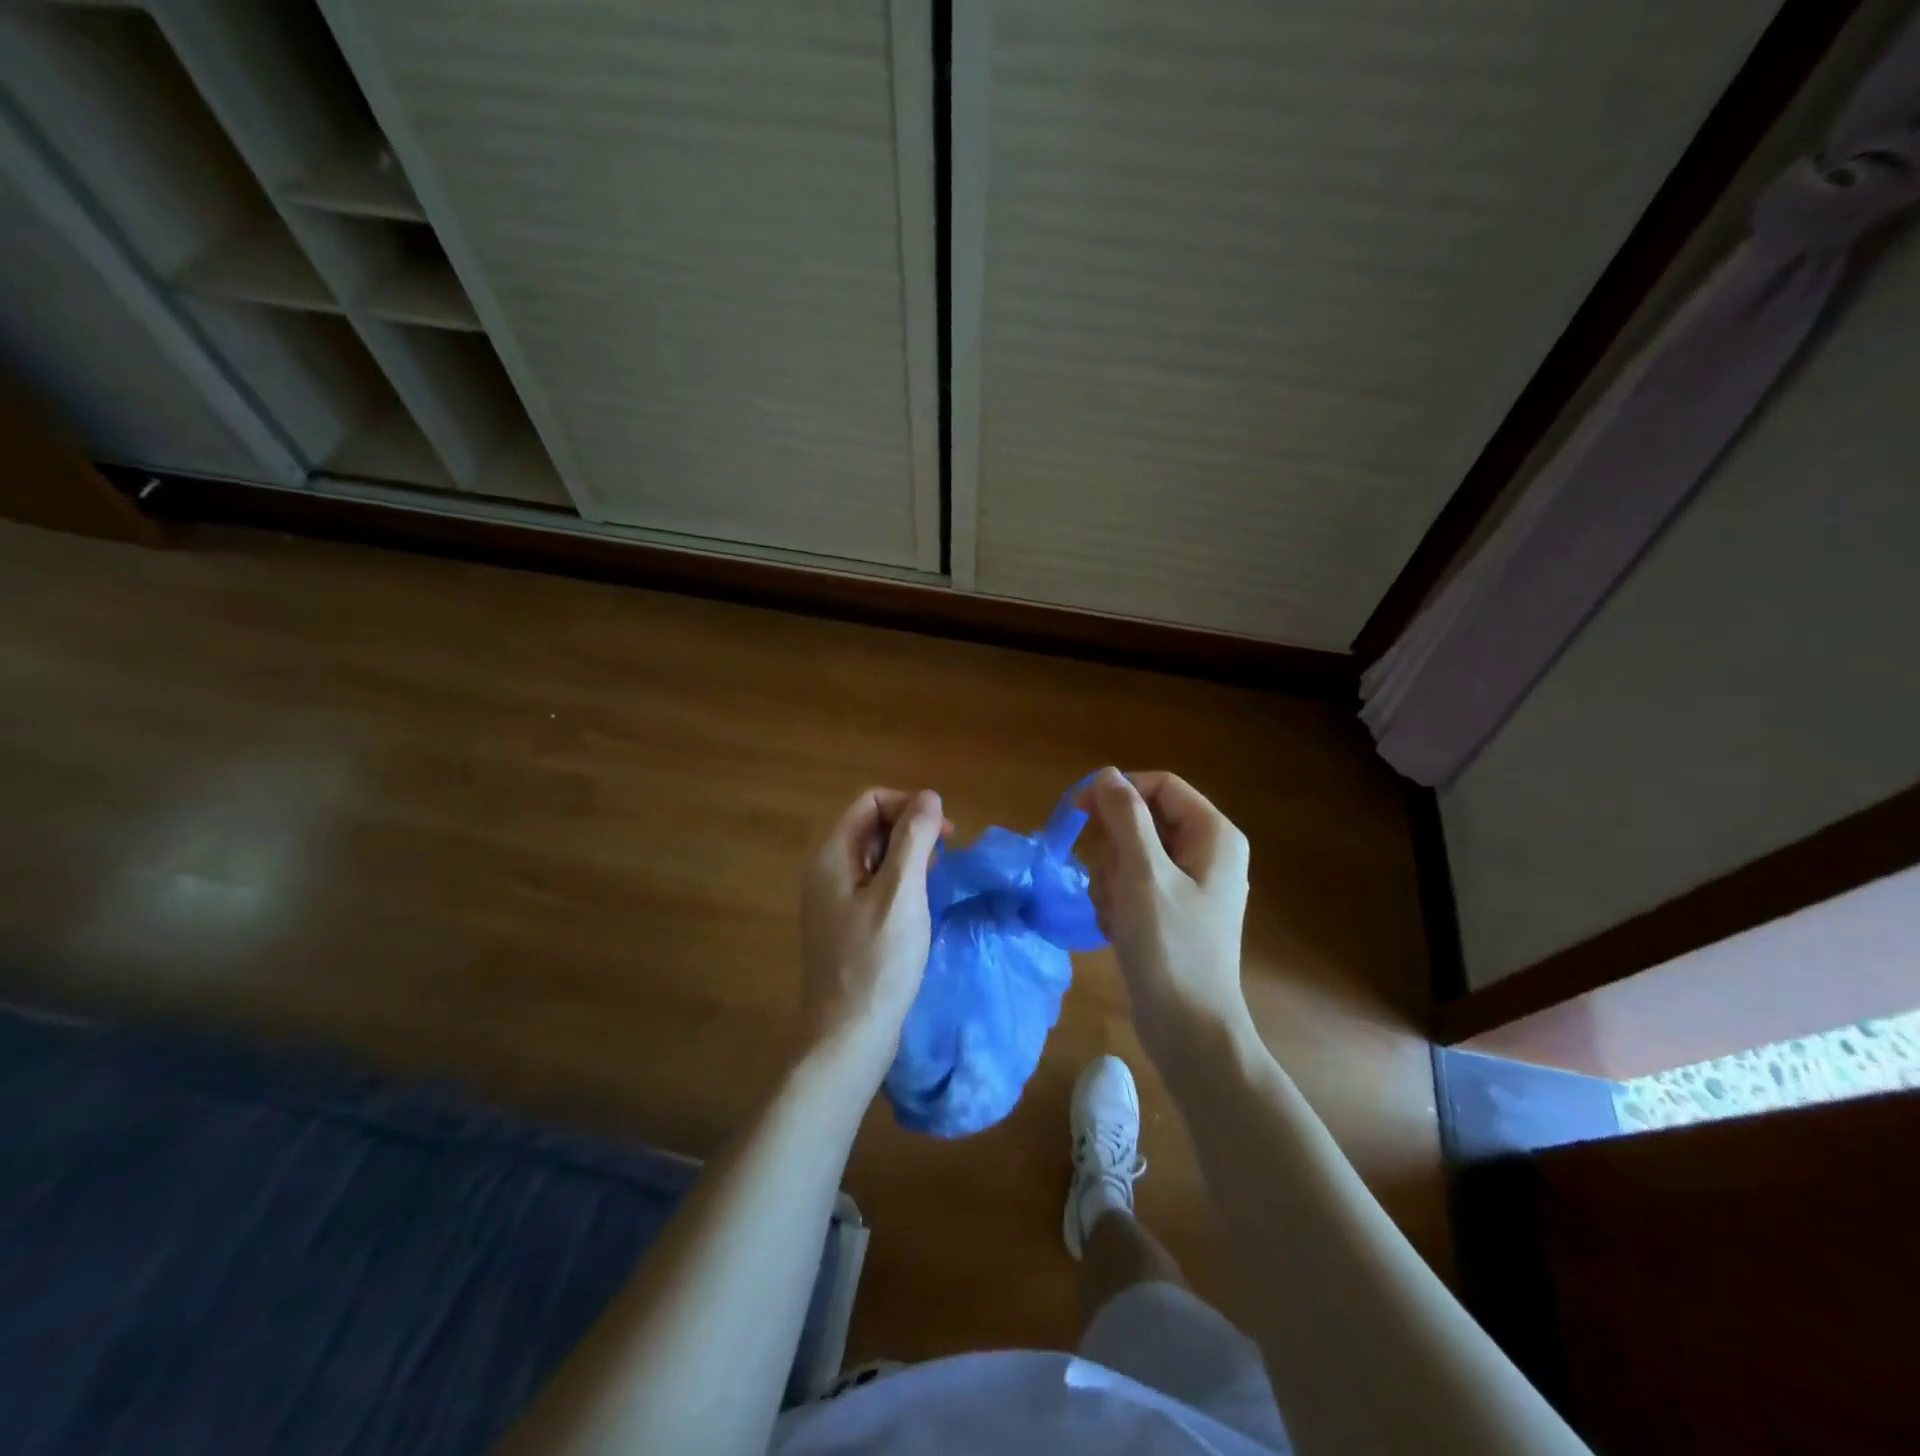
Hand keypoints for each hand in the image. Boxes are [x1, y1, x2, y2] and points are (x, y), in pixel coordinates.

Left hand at [798, 787, 947, 1080]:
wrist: (847, 1037)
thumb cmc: (877, 962)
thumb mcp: (902, 893)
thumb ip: (914, 838)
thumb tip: (929, 796)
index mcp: (833, 855)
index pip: (871, 802)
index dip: (909, 806)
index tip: (944, 835)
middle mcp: (825, 870)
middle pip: (870, 826)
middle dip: (910, 830)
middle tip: (943, 860)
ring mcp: (831, 900)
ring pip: (874, 857)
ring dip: (907, 858)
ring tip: (934, 883)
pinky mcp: (843, 925)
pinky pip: (872, 886)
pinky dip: (898, 884)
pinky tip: (917, 909)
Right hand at [1077, 768, 1255, 1066]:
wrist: (1189, 1030)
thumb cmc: (1171, 947)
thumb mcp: (1143, 875)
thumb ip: (1125, 817)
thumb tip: (1107, 774)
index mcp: (1213, 834)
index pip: (1159, 786)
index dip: (1118, 792)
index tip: (1079, 812)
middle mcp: (1205, 852)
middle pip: (1141, 821)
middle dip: (1114, 850)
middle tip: (1112, 883)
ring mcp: (1187, 885)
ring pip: (1129, 855)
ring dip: (1111, 881)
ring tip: (1119, 916)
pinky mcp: (1169, 911)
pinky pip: (1131, 885)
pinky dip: (1117, 903)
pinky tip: (1120, 931)